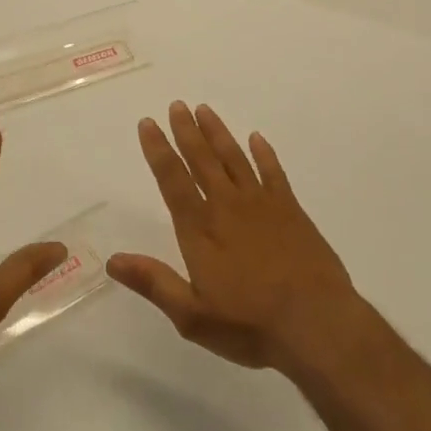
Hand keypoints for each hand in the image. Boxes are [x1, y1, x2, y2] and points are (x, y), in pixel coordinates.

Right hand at [108, 102, 358, 373]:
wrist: (318, 324)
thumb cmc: (251, 325)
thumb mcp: (193, 317)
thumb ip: (154, 284)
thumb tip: (112, 260)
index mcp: (201, 230)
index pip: (173, 180)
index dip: (158, 150)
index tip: (148, 123)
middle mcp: (227, 207)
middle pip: (202, 160)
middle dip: (187, 131)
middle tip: (177, 105)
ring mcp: (262, 205)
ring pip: (234, 158)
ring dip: (218, 133)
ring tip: (205, 110)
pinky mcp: (291, 211)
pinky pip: (273, 173)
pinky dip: (264, 154)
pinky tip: (257, 138)